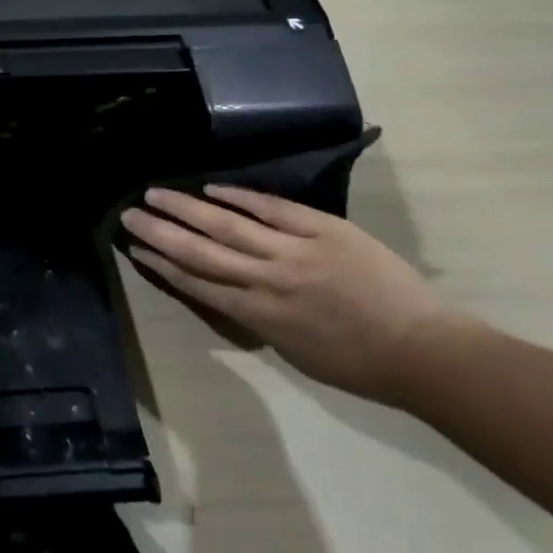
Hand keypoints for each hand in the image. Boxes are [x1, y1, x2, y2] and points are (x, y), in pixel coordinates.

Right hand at [120, 185, 468, 401]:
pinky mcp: (321, 228)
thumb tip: (228, 289)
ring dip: (186, 208)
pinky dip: (238, 196)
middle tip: (129, 214)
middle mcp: (267, 279)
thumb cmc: (358, 364)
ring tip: (156, 193)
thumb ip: (257, 317)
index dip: (162, 264)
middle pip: (200, 250)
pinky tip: (210, 188)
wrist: (423, 349)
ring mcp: (294, 250)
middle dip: (160, 232)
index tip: (135, 249)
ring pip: (227, 223)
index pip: (197, 282)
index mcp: (259, 314)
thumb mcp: (295, 352)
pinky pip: (271, 208)